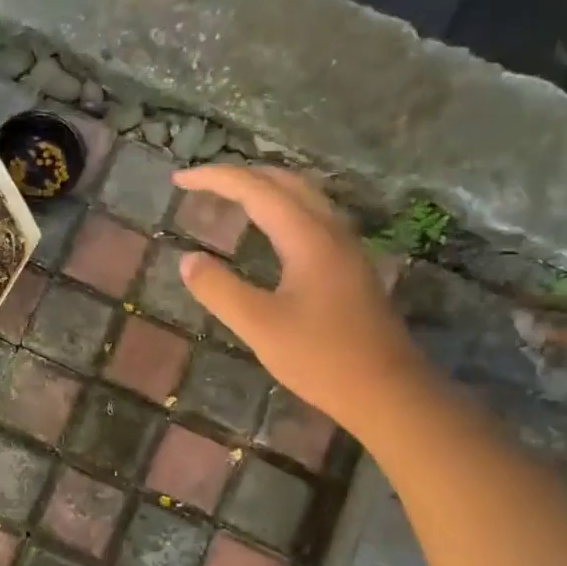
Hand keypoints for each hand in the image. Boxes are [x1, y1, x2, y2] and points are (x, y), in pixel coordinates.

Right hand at [173, 165, 422, 426]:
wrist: (387, 390)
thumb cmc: (321, 358)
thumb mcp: (259, 326)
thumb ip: (220, 289)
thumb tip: (188, 259)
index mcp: (308, 237)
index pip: (256, 189)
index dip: (215, 178)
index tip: (179, 180)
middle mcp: (331, 231)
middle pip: (284, 181)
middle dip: (240, 175)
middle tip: (201, 184)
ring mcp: (346, 248)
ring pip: (303, 197)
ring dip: (264, 189)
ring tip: (230, 198)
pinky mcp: (350, 268)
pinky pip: (311, 218)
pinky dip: (281, 209)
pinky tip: (270, 233)